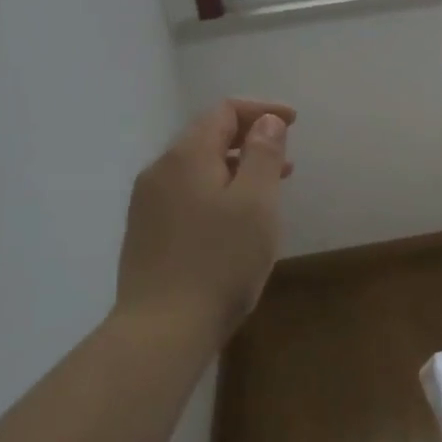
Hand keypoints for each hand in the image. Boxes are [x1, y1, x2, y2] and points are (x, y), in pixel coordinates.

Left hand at [116, 98, 295, 342]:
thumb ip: (263, 154)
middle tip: (286, 161)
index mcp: (186, 156)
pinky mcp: (147, 233)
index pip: (224, 111)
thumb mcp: (256, 203)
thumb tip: (266, 121)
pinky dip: (217, 192)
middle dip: (250, 140)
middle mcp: (160, 171)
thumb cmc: (220, 262)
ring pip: (198, 168)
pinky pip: (187, 194)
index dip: (262, 110)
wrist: (161, 331)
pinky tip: (235, 222)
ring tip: (268, 191)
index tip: (294, 123)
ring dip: (235, 169)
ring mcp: (148, 204)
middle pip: (208, 137)